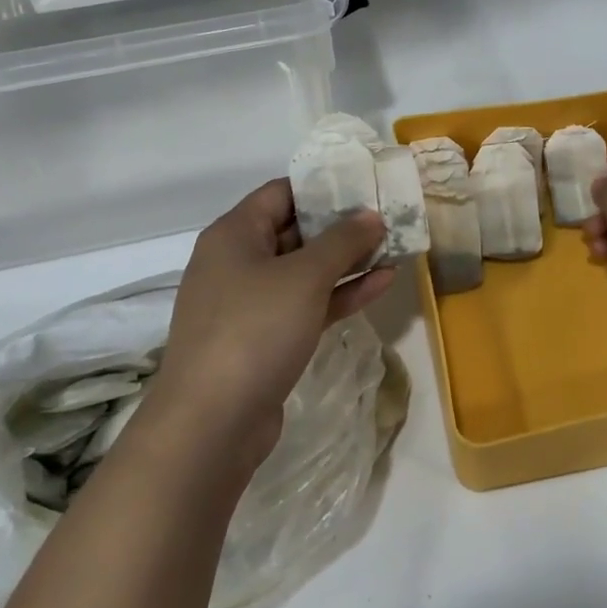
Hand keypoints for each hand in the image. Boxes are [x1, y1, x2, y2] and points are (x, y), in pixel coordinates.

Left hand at [142, 180, 392, 469]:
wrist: (211, 423)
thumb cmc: (254, 330)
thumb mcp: (304, 277)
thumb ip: (342, 241)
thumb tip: (371, 216)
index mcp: (234, 234)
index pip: (281, 193)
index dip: (323, 186)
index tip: (366, 184)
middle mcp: (238, 262)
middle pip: (295, 230)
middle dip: (342, 226)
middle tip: (390, 216)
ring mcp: (250, 304)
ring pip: (305, 271)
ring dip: (348, 261)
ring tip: (395, 248)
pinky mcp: (265, 339)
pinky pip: (306, 305)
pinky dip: (339, 294)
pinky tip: (381, 283)